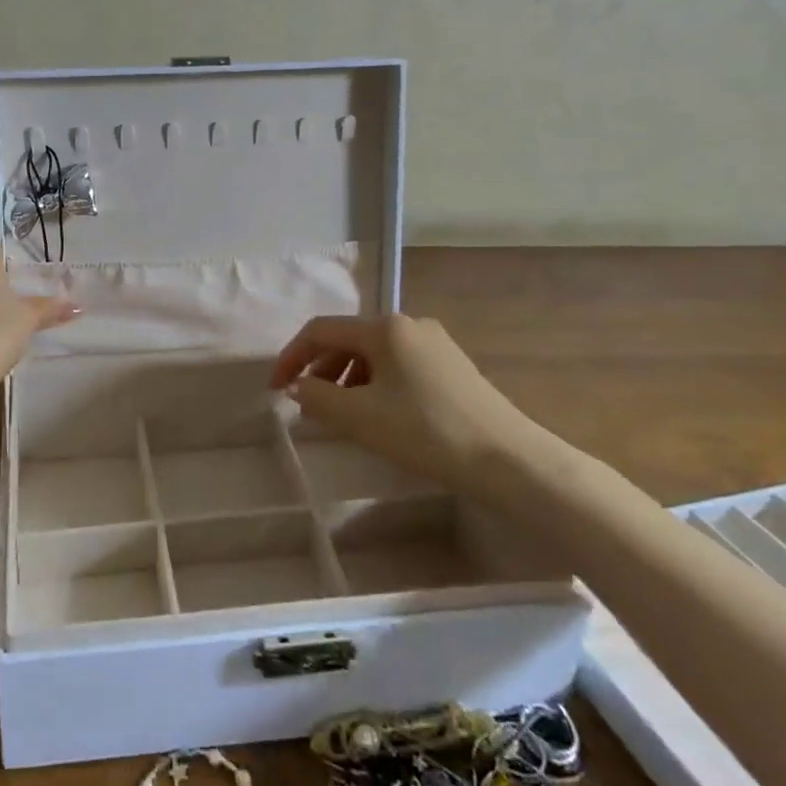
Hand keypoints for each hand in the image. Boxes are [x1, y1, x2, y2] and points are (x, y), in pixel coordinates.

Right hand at [269, 314, 521, 488]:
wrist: (510, 461)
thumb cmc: (426, 432)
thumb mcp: (360, 417)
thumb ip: (317, 396)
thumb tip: (298, 386)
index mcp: (384, 327)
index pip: (321, 330)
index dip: (291, 356)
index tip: (276, 388)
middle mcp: (409, 324)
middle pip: (348, 340)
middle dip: (320, 369)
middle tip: (308, 404)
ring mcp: (435, 344)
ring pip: (374, 355)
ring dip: (348, 379)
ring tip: (341, 414)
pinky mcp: (453, 367)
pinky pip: (399, 367)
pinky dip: (376, 385)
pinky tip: (380, 415)